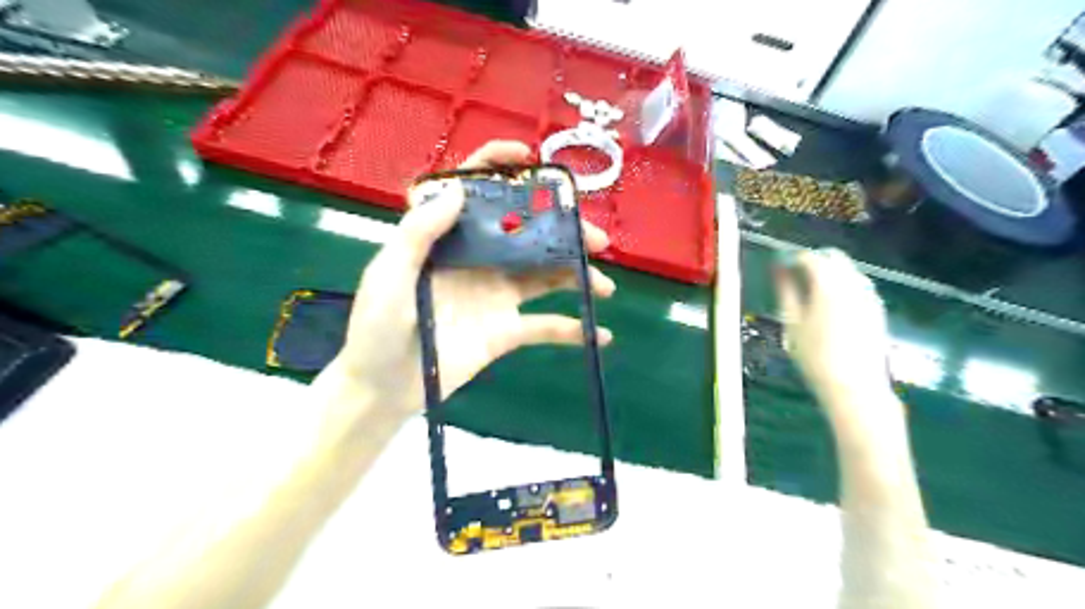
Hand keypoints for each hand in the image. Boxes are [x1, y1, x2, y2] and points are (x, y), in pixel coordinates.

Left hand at [322, 140, 613, 420]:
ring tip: (605, 285)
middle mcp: (479, 261)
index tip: (530, 158)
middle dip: (564, 232)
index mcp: (450, 240)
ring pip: (545, 277)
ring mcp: (496, 296)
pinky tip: (599, 333)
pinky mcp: (505, 331)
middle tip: (596, 239)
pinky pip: (544, 327)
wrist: (382, 388)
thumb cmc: (376, 327)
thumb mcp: (389, 274)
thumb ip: (420, 232)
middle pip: (527, 235)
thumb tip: (460, 189)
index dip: (500, 167)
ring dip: (577, 277)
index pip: (476, 193)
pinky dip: (571, 330)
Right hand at [776, 248, 895, 413]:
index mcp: (829, 284)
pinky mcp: (877, 308)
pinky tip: (830, 305)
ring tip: (810, 293)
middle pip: (834, 257)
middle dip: (813, 261)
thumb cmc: (815, 356)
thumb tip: (777, 268)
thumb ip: (786, 291)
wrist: (854, 386)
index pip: (810, 257)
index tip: (780, 267)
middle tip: (794, 277)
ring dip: (829, 272)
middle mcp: (853, 283)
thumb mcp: (792, 323)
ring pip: (848, 269)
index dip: (792, 258)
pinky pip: (858, 284)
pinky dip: (842, 284)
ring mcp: (869, 295)